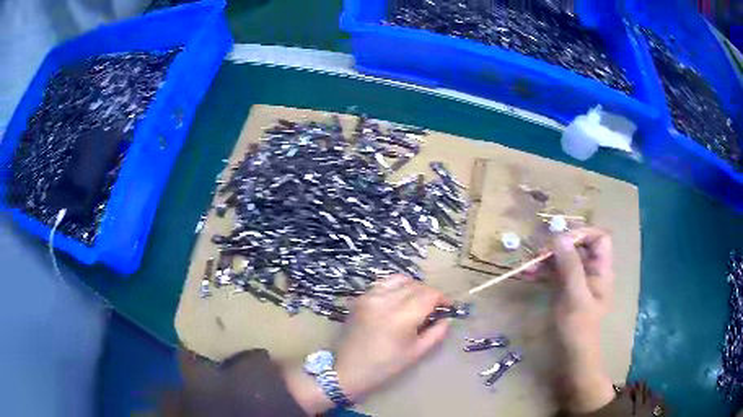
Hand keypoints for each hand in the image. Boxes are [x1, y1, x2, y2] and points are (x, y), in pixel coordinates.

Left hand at [335, 275, 450, 400]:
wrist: (348, 369)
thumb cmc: (385, 366)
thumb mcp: (417, 352)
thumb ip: (436, 333)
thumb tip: (447, 318)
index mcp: (402, 316)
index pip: (429, 295)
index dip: (442, 298)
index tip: (448, 307)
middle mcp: (386, 300)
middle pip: (416, 286)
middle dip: (429, 294)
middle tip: (434, 308)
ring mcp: (370, 296)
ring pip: (400, 280)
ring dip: (413, 287)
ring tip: (416, 302)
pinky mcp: (360, 297)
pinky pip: (383, 283)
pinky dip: (396, 287)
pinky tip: (398, 300)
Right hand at [530, 228, 615, 412]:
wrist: (572, 357)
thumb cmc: (579, 329)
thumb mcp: (575, 297)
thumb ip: (570, 266)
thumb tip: (559, 236)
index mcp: (601, 270)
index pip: (599, 238)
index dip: (582, 234)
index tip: (561, 241)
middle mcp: (591, 271)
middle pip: (579, 246)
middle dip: (559, 247)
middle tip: (539, 254)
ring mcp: (577, 281)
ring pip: (564, 259)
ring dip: (547, 259)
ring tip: (528, 266)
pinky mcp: (565, 290)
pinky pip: (555, 273)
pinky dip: (543, 271)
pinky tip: (529, 275)